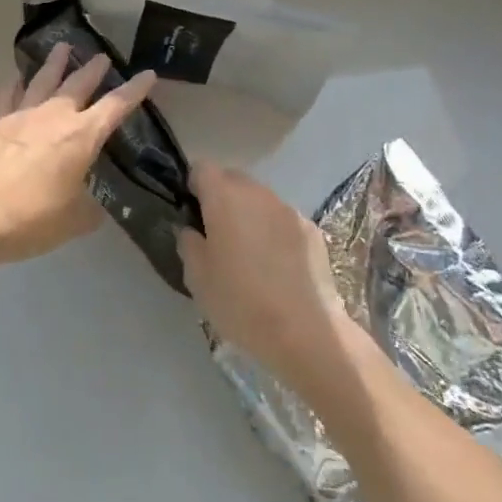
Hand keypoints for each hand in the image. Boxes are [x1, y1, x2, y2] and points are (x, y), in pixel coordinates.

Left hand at [0, 43, 157, 269]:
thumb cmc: (32, 219)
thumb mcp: (74, 221)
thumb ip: (89, 209)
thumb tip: (94, 205)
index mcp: (81, 137)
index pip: (115, 107)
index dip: (134, 90)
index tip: (148, 74)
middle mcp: (54, 116)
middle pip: (78, 84)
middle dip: (93, 69)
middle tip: (103, 55)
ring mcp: (21, 115)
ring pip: (43, 80)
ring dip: (55, 63)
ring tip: (63, 47)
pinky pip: (8, 95)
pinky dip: (15, 83)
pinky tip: (16, 76)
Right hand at [179, 163, 351, 392]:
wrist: (306, 332)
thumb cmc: (241, 303)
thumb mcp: (197, 278)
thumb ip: (188, 244)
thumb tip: (191, 229)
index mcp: (224, 197)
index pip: (202, 168)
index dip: (194, 185)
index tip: (192, 212)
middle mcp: (257, 193)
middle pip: (233, 179)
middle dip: (222, 197)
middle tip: (218, 233)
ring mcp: (288, 210)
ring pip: (260, 199)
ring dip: (250, 214)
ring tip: (250, 252)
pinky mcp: (312, 230)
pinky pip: (284, 219)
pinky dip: (275, 231)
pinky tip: (278, 266)